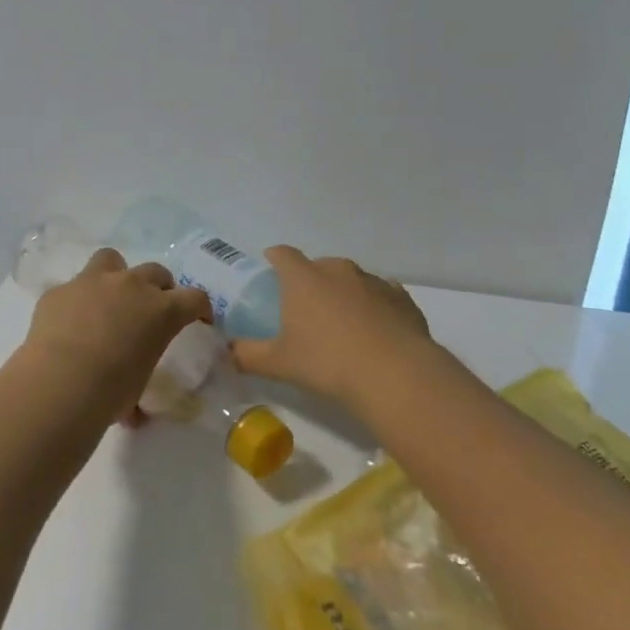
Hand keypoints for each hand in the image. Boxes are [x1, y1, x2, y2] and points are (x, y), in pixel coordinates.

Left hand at [20, 249, 213, 414]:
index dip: (200, 308)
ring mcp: (92, 282)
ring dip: (115, 275)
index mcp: (161, 311)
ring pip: (111, 260)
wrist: (59, 383)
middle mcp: (131, 286)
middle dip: (158, 288)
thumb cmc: (110, 392)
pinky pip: (73, 288)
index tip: (199, 319)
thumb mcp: (137, 388)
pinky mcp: (59, 291)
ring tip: (108, 299)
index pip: (194, 299)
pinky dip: (76, 301)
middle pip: (156, 272)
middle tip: (150, 309)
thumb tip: (133, 413)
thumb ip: (137, 383)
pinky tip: (68, 323)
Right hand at [231, 246, 432, 410]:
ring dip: (344, 294)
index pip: (283, 254)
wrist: (395, 374)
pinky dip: (375, 307)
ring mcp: (373, 281)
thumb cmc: (326, 362)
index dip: (275, 259)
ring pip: (352, 279)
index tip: (271, 268)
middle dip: (311, 281)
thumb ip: (247, 355)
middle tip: (306, 309)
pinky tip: (375, 331)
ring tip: (342, 324)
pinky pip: (382, 295)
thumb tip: (227, 352)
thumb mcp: (278, 363)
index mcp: (303, 278)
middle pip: (319, 265)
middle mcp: (338, 270)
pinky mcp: (402, 299)